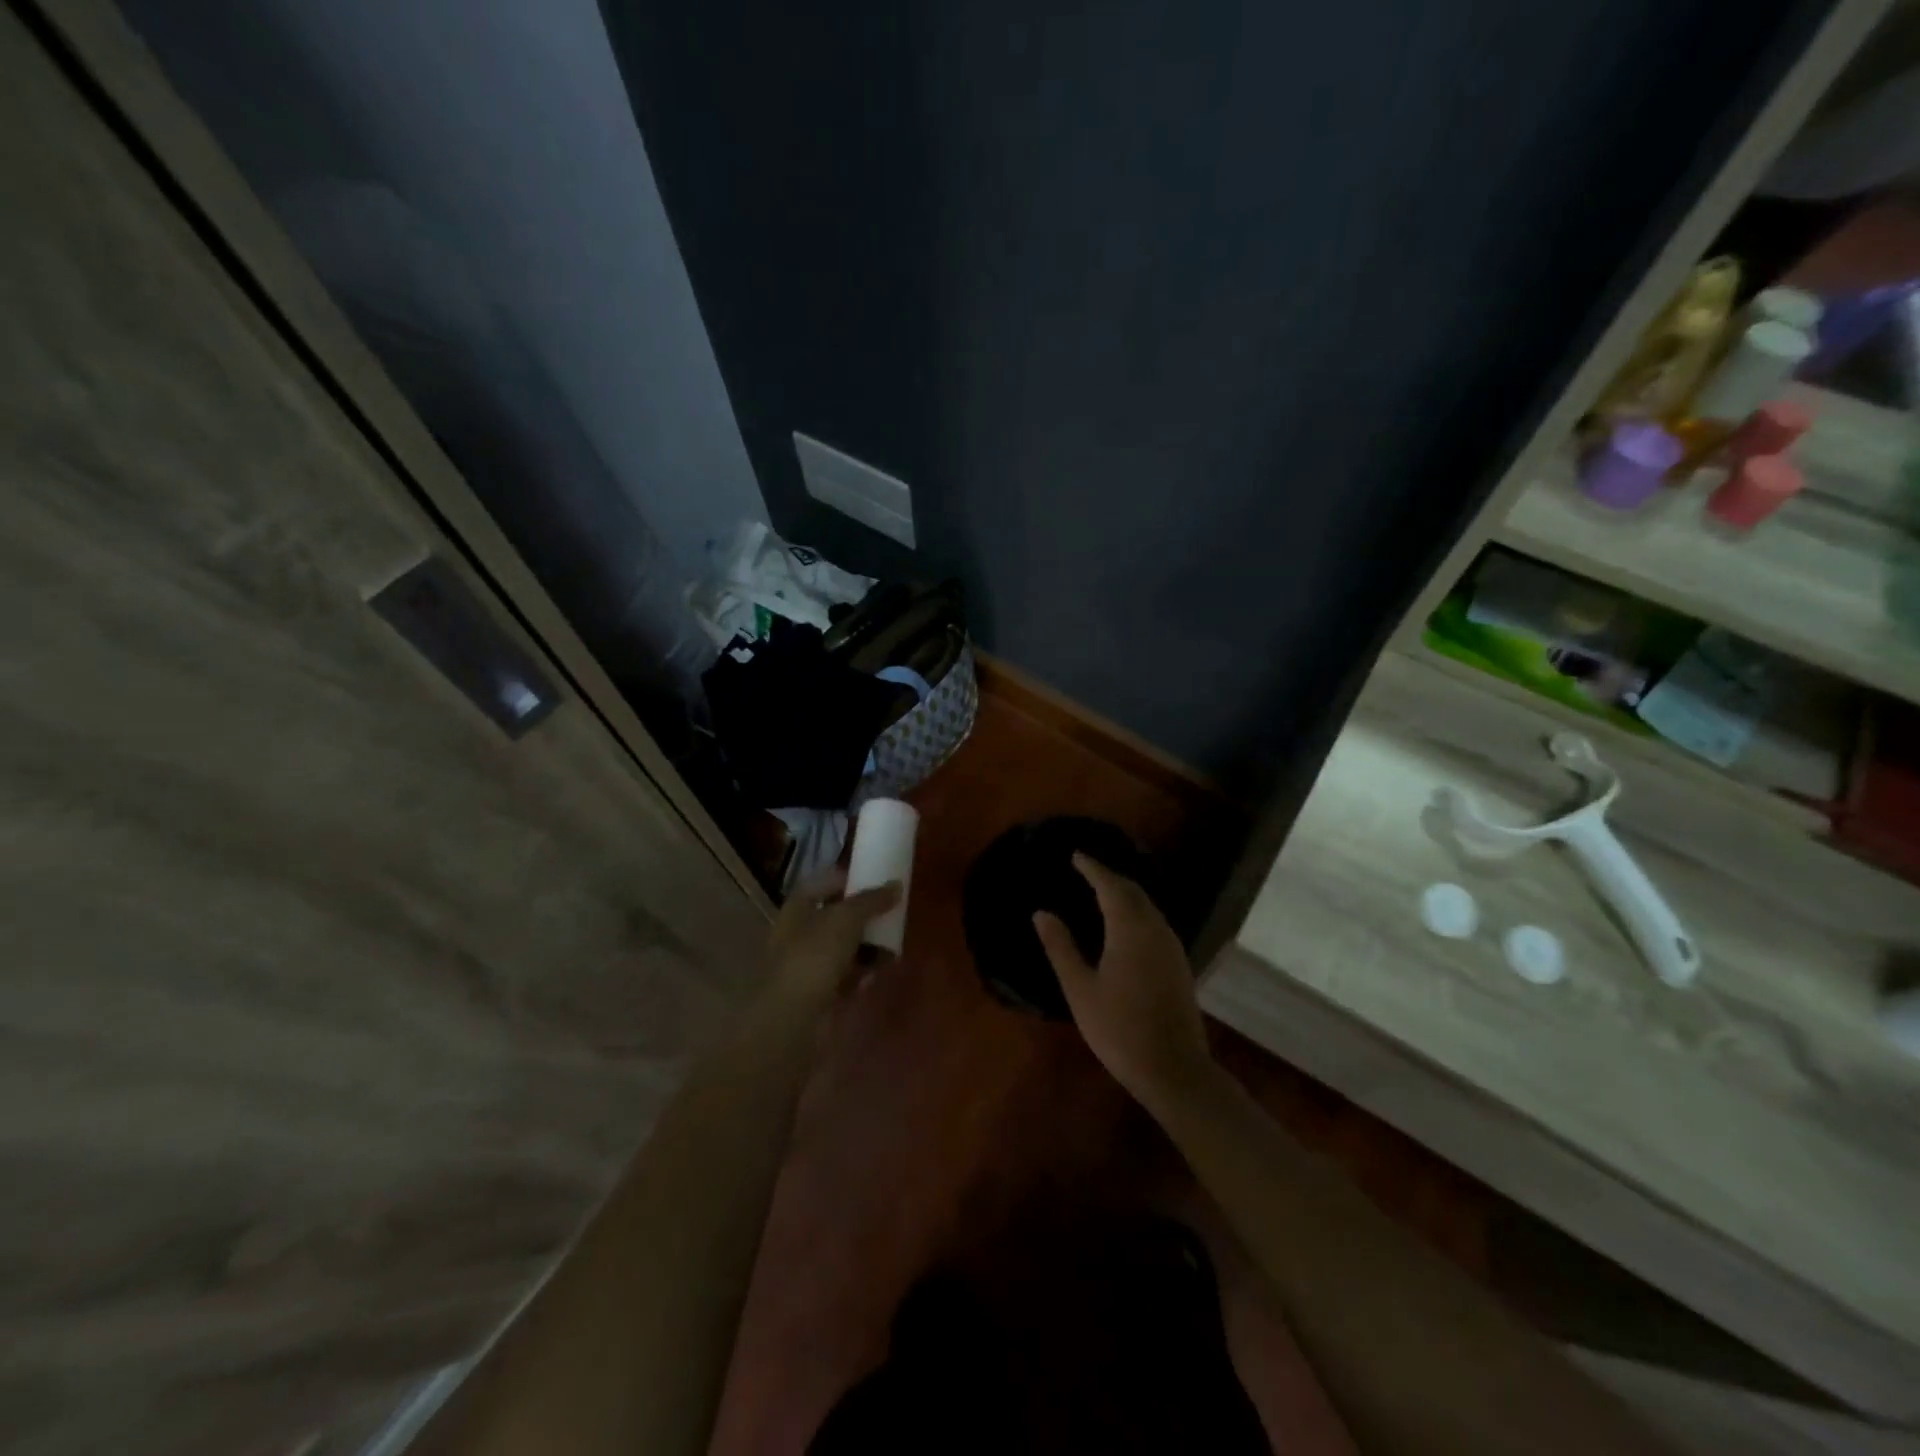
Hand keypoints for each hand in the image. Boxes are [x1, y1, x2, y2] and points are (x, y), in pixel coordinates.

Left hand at [763, 867, 900, 1013]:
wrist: (793, 1018)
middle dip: (863, 917)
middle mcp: (799, 934)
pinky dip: (862, 973)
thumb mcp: (847, 918)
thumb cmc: (814, 956)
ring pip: (843, 949)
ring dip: (867, 946)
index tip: (874, 881)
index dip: (846, 880)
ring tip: (893, 944)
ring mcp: (808, 966)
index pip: (822, 885)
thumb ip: (872, 900)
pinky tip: (880, 971)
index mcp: (797, 909)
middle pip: (835, 918)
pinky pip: (846, 977)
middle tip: (890, 913)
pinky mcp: (819, 994)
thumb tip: (896, 885)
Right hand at [1033, 854, 1217, 1117]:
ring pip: (1147, 906)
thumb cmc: (1119, 1028)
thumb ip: (1061, 947)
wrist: (1173, 1068)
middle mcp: (1155, 929)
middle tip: (1086, 870)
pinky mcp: (1178, 963)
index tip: (1076, 855)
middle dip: (1109, 877)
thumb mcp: (1080, 989)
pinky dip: (1136, 911)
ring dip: (1125, 893)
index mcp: (1130, 929)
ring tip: (1101, 891)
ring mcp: (1171, 946)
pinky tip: (1124, 924)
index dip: (1092, 867)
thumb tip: (1041, 913)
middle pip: (1133, 891)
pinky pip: (1155, 922)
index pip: (1110, 885)